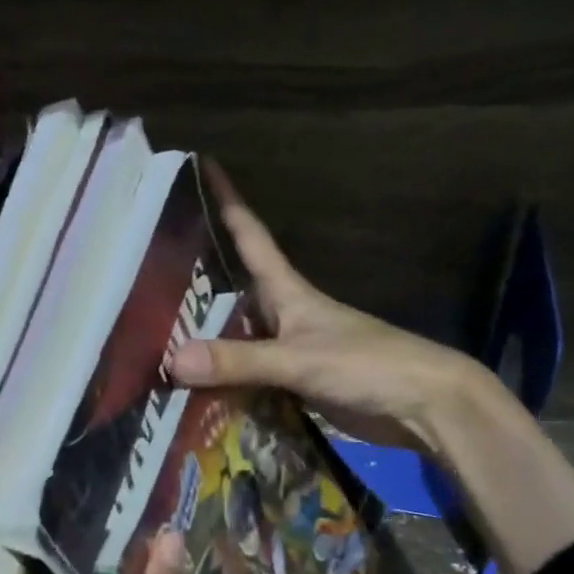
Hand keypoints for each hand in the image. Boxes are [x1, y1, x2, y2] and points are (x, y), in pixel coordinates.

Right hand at [170, 164, 486, 455]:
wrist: (423, 406)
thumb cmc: (368, 365)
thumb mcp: (300, 359)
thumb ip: (240, 360)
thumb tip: (174, 360)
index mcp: (289, 293)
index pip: (252, 237)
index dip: (229, 203)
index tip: (205, 167)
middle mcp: (285, 316)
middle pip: (234, 290)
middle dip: (197, 281)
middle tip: (150, 275)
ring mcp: (290, 351)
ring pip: (237, 337)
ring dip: (205, 338)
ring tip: (156, 338)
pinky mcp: (296, 384)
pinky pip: (247, 376)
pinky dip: (222, 381)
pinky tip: (194, 389)